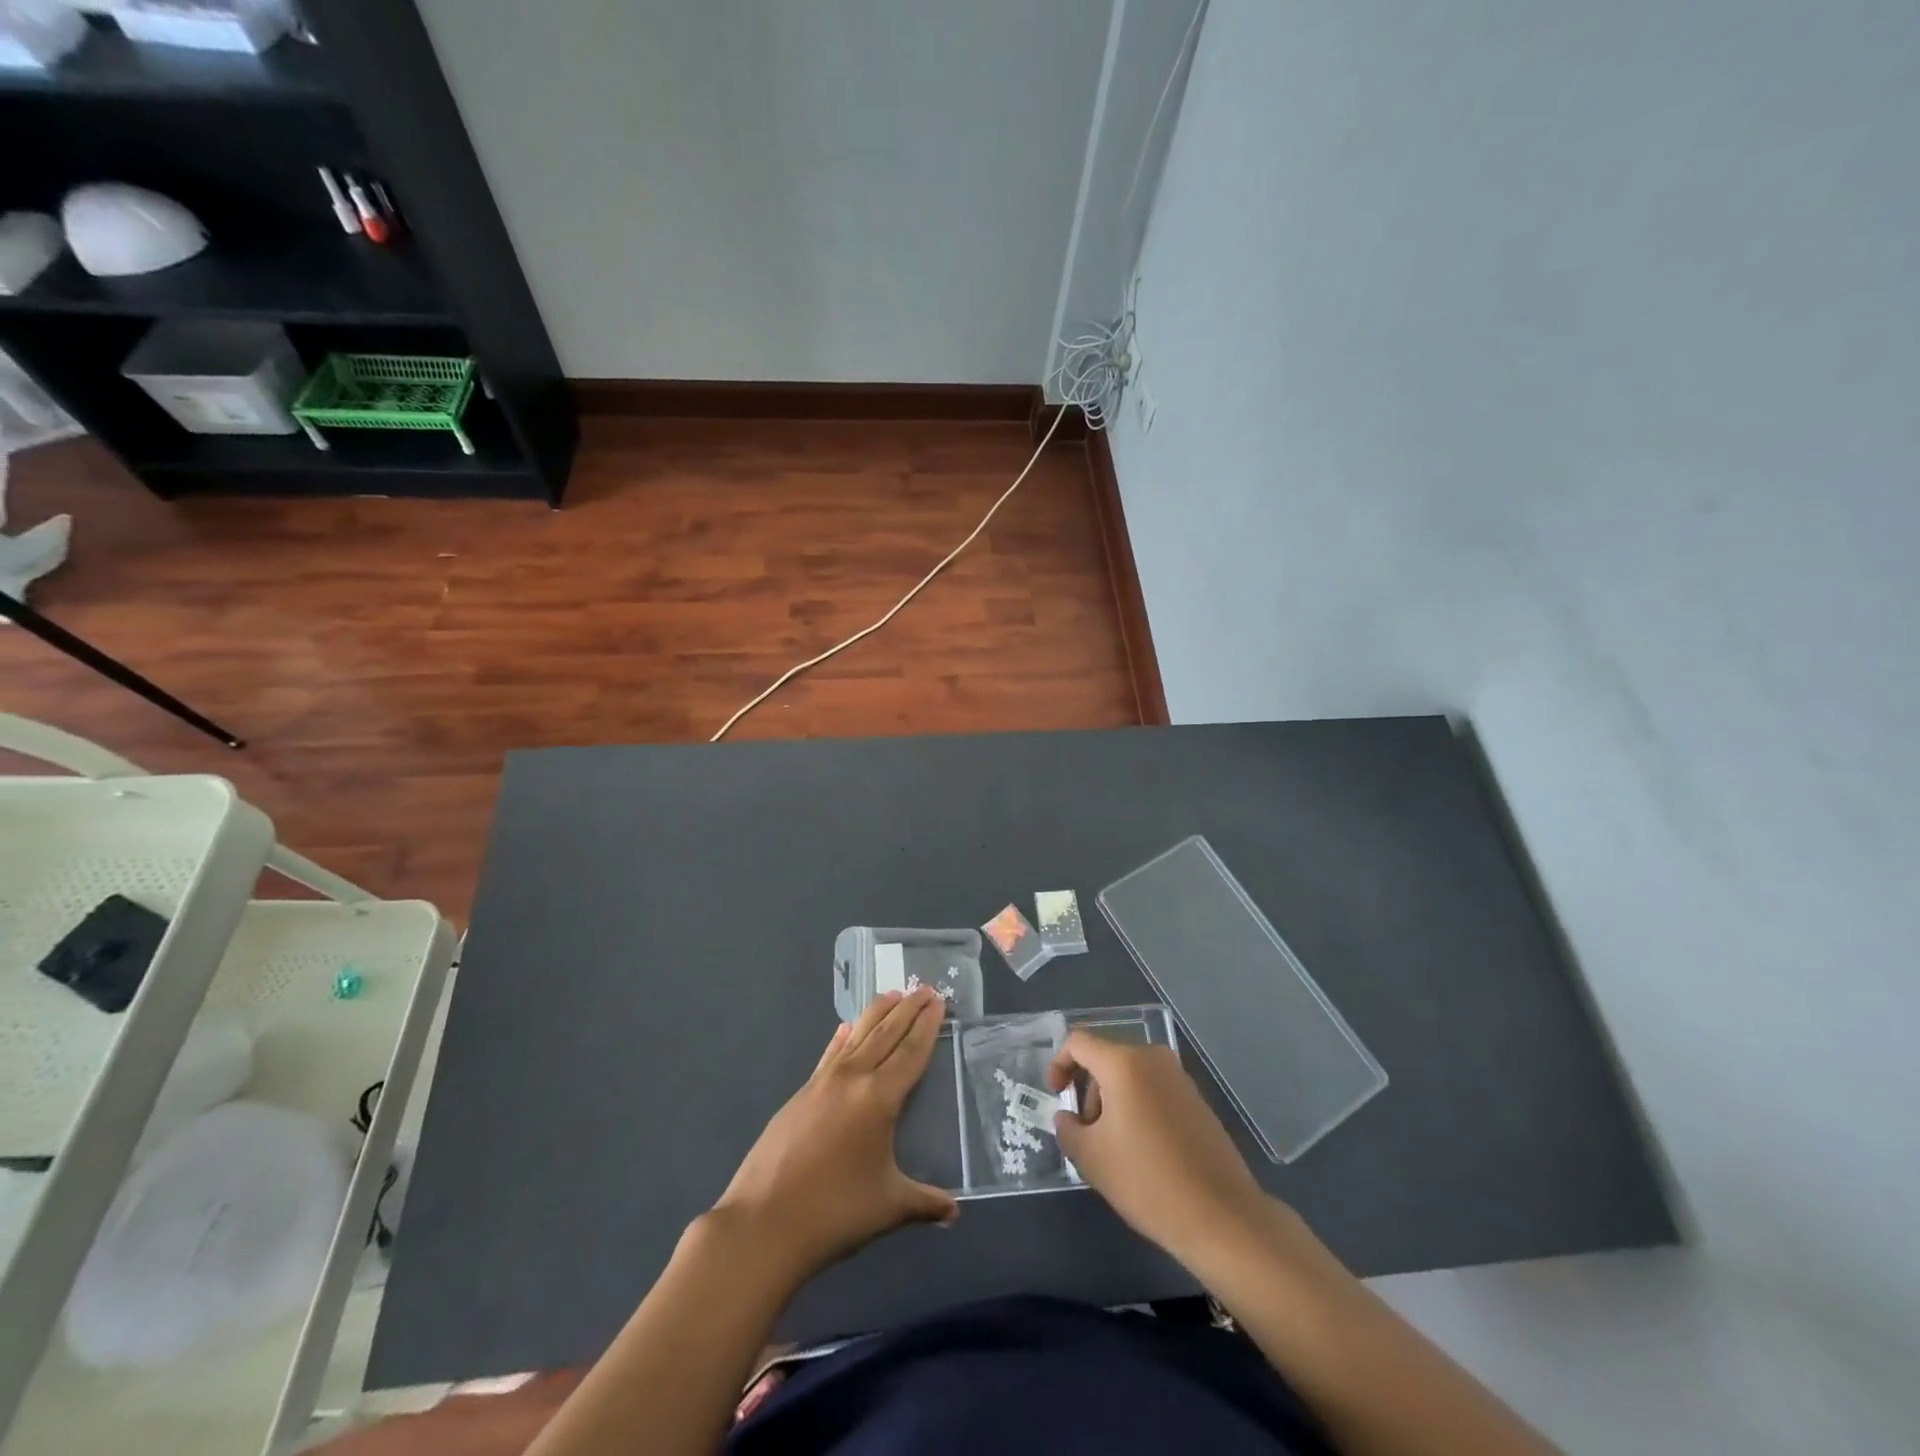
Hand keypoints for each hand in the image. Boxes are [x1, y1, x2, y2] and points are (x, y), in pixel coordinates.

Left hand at [713, 986, 956, 1281]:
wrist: (763, 1224)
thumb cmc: (834, 1213)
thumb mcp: (888, 1207)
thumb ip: (925, 1203)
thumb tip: (954, 1212)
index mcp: (879, 1098)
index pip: (910, 1051)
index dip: (927, 1025)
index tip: (939, 1000)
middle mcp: (852, 1078)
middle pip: (885, 1033)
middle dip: (907, 1009)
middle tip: (926, 988)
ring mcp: (822, 1082)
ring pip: (856, 1035)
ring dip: (877, 1013)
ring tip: (893, 994)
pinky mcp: (800, 1094)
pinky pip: (830, 1054)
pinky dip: (843, 1037)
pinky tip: (845, 1029)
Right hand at [1048, 1030, 1270, 1263]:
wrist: (1222, 1216)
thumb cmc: (1148, 1181)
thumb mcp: (1092, 1158)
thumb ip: (1068, 1129)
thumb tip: (1067, 1118)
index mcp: (1124, 1063)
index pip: (1078, 1042)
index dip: (1059, 1064)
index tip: (1057, 1097)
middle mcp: (1153, 1059)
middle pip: (1106, 1059)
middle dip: (1088, 1091)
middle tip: (1086, 1134)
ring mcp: (1179, 1078)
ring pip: (1130, 1075)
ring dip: (1112, 1102)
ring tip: (1114, 1149)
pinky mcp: (1197, 1099)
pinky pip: (1154, 1090)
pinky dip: (1137, 1108)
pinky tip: (1142, 1152)